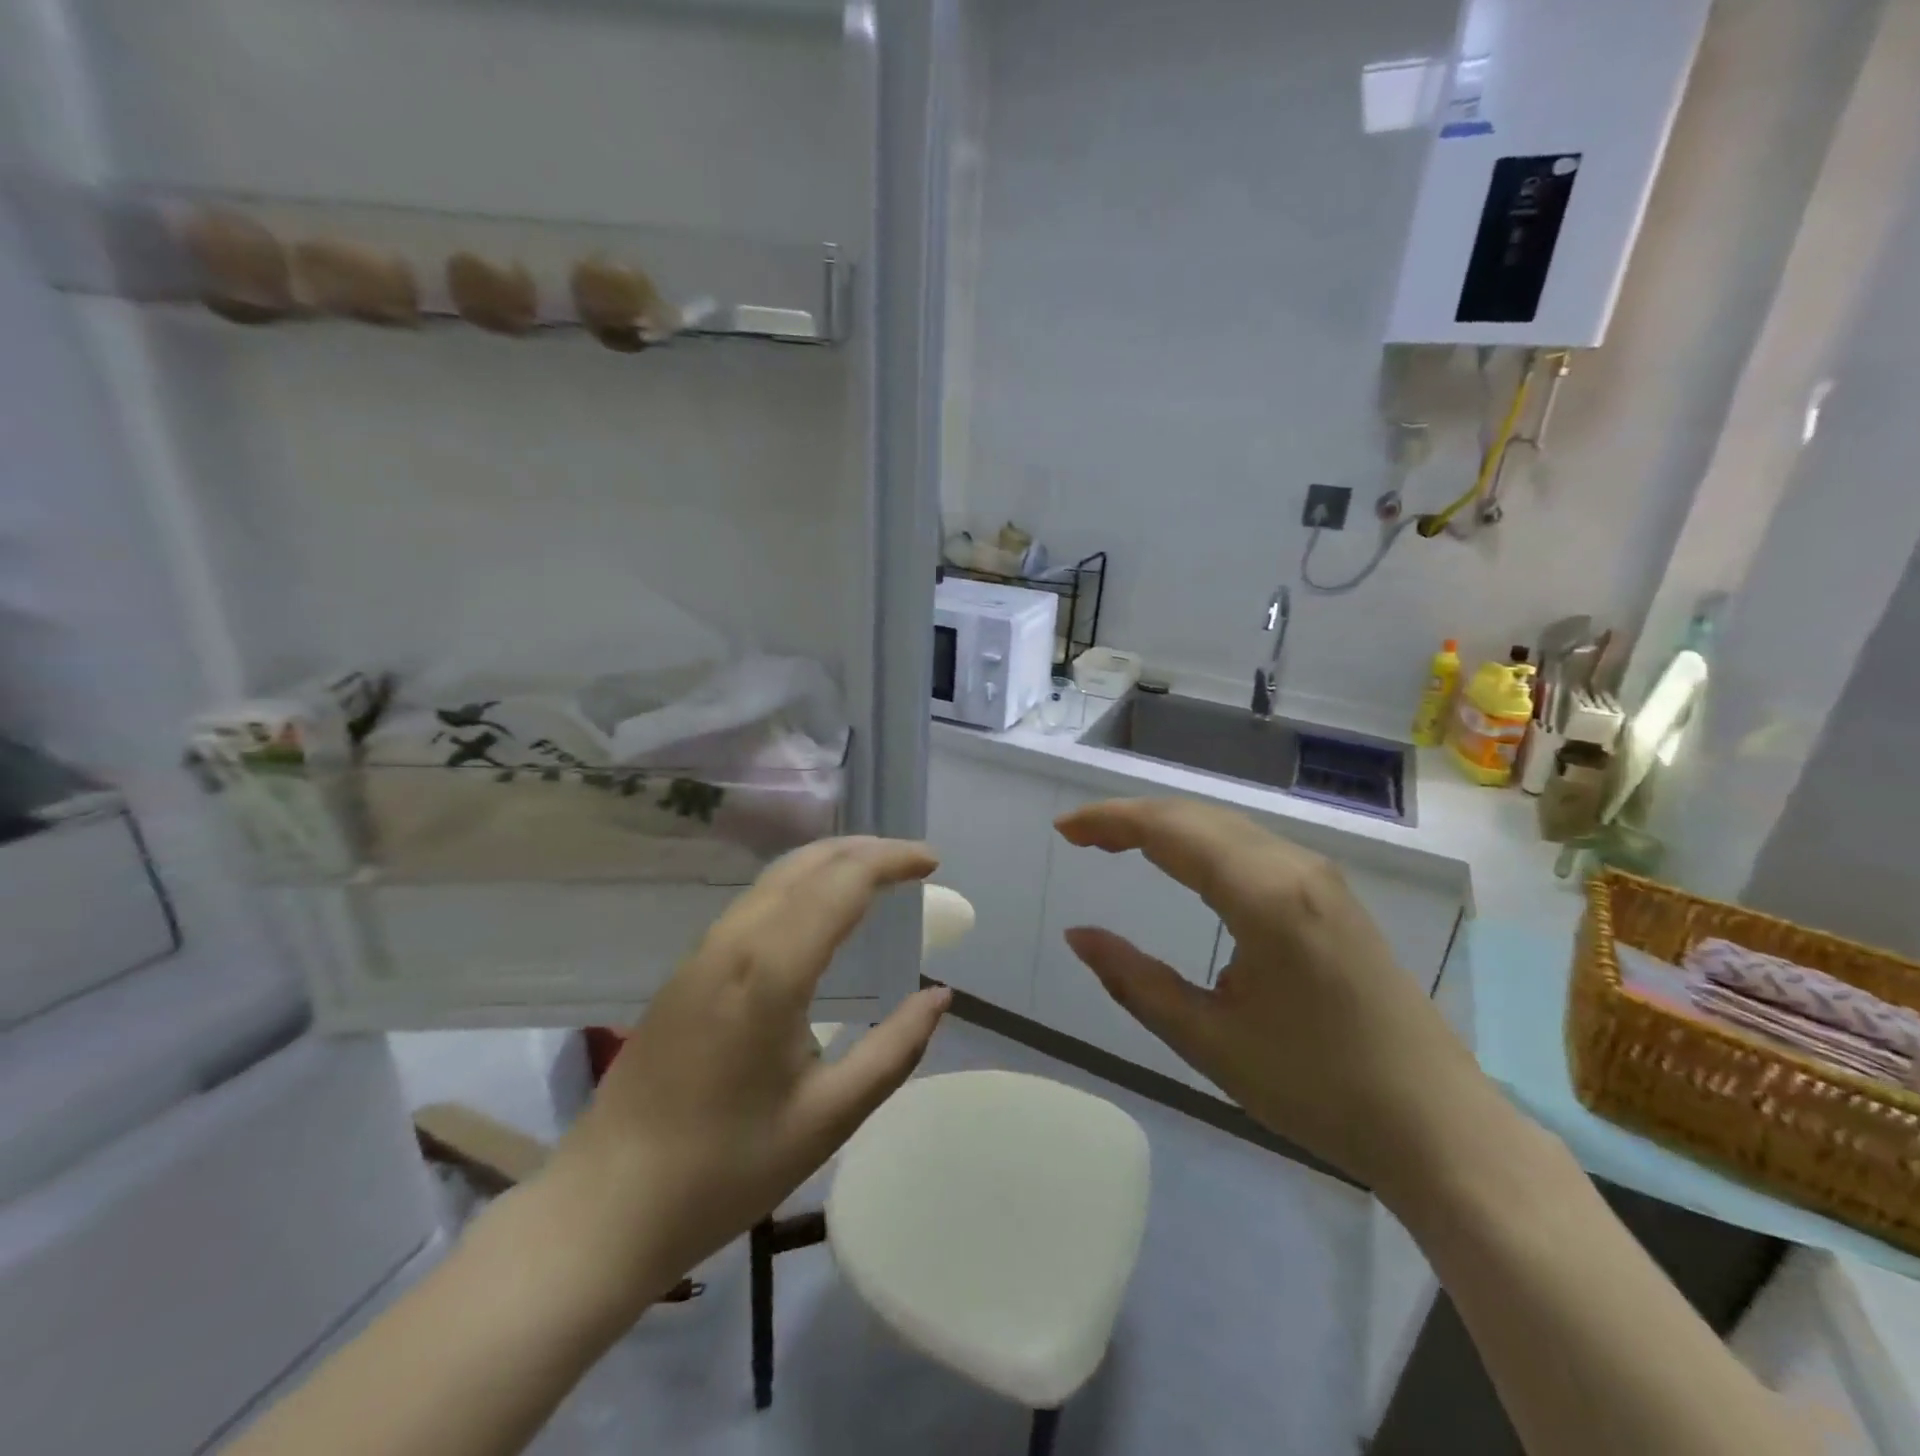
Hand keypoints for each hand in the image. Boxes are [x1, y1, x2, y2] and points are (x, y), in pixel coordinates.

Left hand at [536, 837, 950, 1314]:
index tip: (932, 862)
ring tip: (877, 876)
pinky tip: (819, 911)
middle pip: (807, 863)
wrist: (605, 1207)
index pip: (842, 883)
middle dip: (865, 849)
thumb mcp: (828, 1118)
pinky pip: (755, 901)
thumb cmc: (725, 1170)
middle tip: (912, 862)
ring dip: (831, 862)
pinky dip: (801, 885)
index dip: (892, 860)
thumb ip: (894, 1050)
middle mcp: (735, 942)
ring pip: (776, 877)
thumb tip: (939, 996)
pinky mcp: (687, 968)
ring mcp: (703, 951)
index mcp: (772, 971)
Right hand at [1056, 798, 1483, 1192]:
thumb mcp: (1209, 1041)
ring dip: (1167, 827)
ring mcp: (1321, 877)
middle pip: (1196, 816)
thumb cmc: (1318, 1089)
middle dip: (1131, 818)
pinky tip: (1182, 864)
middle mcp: (1294, 867)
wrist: (1439, 1126)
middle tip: (1079, 837)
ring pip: (1225, 826)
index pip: (1170, 830)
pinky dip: (1201, 843)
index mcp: (1264, 896)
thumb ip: (1134, 980)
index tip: (1063, 830)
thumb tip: (1077, 935)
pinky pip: (1251, 846)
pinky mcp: (1333, 895)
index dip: (1109, 821)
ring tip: (1115, 844)